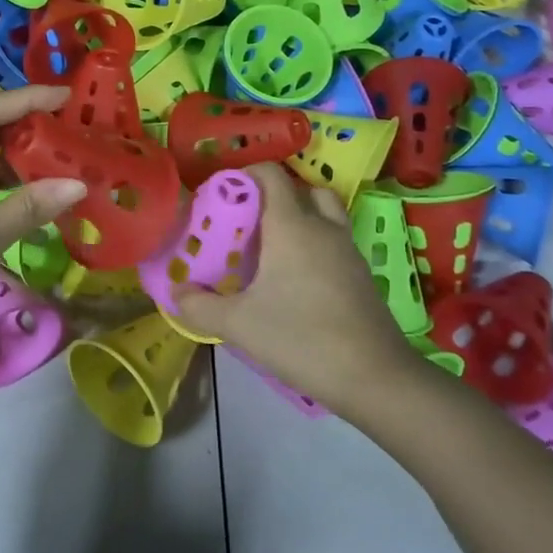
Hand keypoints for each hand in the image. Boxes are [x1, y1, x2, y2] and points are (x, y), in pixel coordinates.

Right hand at [172, 164, 424, 418]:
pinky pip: (333, 240)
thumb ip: (200, 305)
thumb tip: (177, 292)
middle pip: (301, 188)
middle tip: (244, 221)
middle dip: (271, 196)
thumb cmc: (301, 338)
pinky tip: (294, 277)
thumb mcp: (238, 324)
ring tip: (268, 247)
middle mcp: (323, 227)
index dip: (244, 175)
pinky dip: (314, 243)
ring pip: (323, 213)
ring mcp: (347, 250)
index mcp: (292, 226)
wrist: (374, 377)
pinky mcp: (361, 274)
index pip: (271, 174)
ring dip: (297, 217)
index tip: (220, 196)